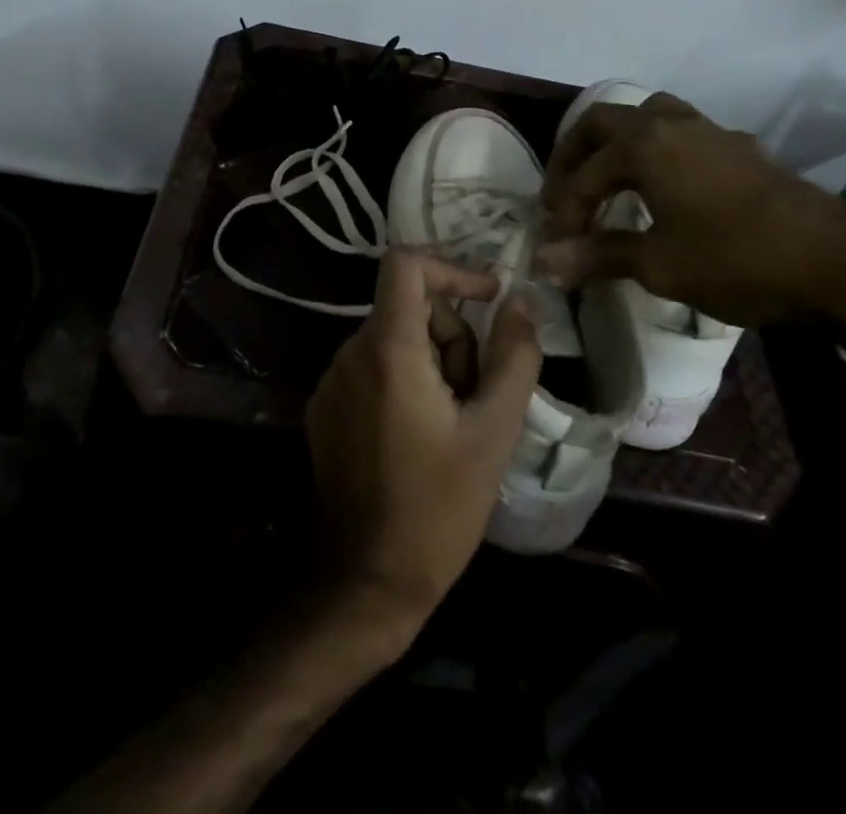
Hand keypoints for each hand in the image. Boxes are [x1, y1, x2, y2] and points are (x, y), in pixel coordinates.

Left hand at [305, 250, 540, 643]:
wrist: (365, 581)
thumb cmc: (438, 507)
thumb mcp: (493, 431)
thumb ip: (514, 356)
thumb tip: (520, 300)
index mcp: (387, 348)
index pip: (405, 263)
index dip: (451, 268)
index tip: (488, 300)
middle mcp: (350, 352)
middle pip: (411, 308)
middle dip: (453, 339)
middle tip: (477, 397)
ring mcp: (332, 380)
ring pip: (395, 340)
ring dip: (432, 365)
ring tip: (453, 426)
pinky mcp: (325, 408)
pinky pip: (373, 368)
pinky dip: (404, 382)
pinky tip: (421, 439)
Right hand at [536, 92, 845, 326]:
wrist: (839, 267)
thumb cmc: (738, 262)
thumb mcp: (659, 265)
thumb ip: (597, 254)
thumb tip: (543, 261)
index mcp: (644, 144)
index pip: (584, 174)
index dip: (564, 210)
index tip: (558, 246)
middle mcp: (671, 124)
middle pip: (603, 122)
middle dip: (574, 157)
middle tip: (564, 196)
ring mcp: (709, 131)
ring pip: (645, 117)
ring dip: (616, 144)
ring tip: (607, 180)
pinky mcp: (738, 148)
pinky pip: (679, 134)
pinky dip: (654, 151)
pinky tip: (663, 189)